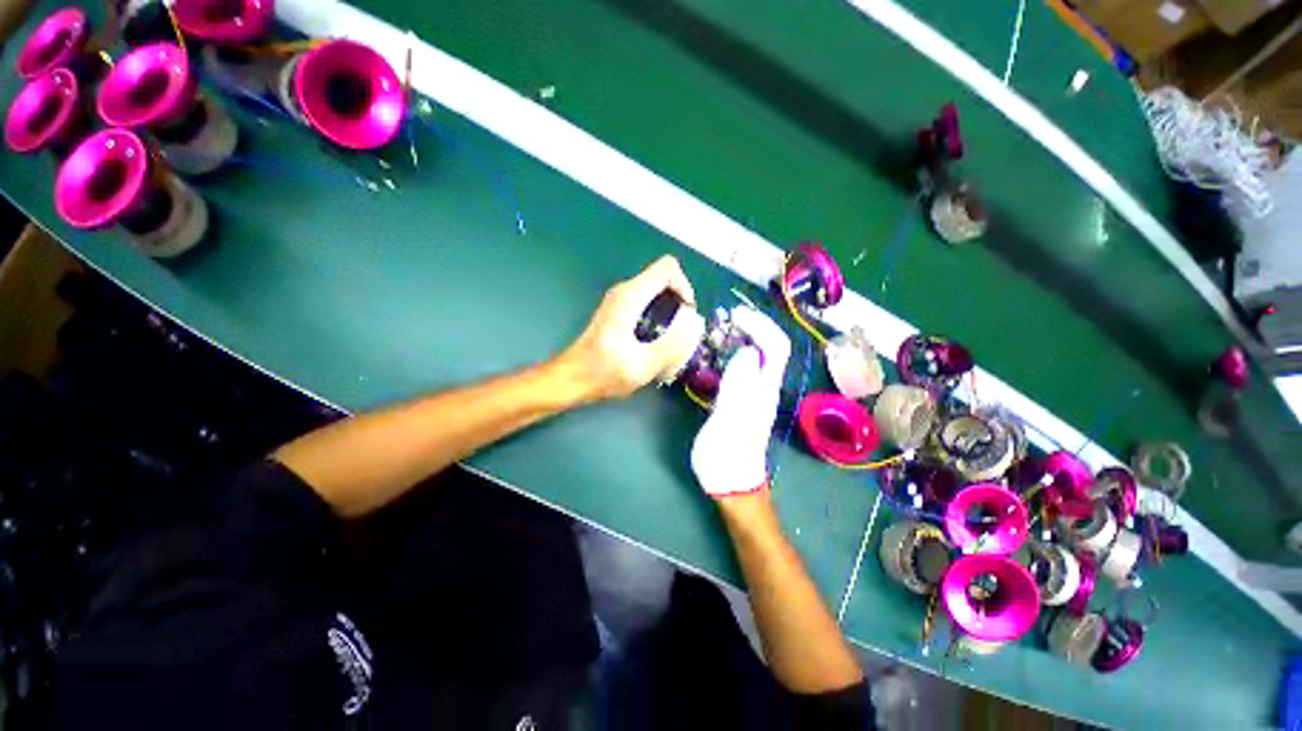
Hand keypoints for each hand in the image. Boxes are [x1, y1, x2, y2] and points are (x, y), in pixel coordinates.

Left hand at [557, 256, 698, 401]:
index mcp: (631, 296)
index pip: (667, 268)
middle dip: (679, 303)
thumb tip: (693, 326)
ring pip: (655, 293)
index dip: (684, 286)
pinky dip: (658, 318)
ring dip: (669, 312)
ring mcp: (619, 301)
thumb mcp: (643, 364)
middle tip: (681, 333)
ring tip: (670, 341)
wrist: (572, 378)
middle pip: (663, 280)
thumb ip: (671, 345)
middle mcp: (624, 291)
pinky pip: (646, 304)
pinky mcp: (617, 312)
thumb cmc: (603, 372)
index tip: (686, 315)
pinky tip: (654, 344)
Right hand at [691, 307, 790, 497]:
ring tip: (719, 331)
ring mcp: (753, 394)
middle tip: (725, 319)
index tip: (736, 314)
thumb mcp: (730, 419)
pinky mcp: (741, 401)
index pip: (775, 346)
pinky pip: (742, 368)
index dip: (760, 325)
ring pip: (755, 356)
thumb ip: (738, 384)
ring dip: (741, 339)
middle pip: (768, 348)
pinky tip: (715, 355)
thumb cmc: (727, 455)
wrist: (730, 482)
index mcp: (764, 389)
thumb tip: (747, 351)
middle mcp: (764, 387)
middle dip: (751, 327)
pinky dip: (731, 354)